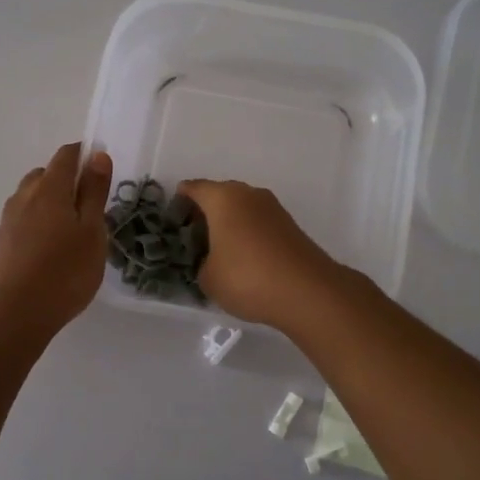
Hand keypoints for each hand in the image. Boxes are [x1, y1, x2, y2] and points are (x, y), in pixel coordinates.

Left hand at [0, 143, 113, 345]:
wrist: (14, 315)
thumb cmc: (65, 272)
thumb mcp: (92, 232)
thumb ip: (94, 193)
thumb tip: (98, 156)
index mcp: (49, 189)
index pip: (66, 155)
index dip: (84, 154)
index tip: (101, 170)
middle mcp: (23, 197)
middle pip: (45, 174)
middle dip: (66, 180)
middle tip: (89, 207)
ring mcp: (7, 221)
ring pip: (30, 198)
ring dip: (49, 202)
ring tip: (69, 231)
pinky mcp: (0, 244)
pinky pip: (22, 220)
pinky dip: (37, 223)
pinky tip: (48, 250)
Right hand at [176, 179, 342, 327]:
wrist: (307, 291)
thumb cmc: (247, 277)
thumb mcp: (208, 278)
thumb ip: (201, 264)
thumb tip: (212, 261)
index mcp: (223, 198)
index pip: (194, 188)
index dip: (180, 201)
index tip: (172, 218)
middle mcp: (248, 194)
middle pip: (219, 195)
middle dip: (205, 212)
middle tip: (193, 237)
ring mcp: (273, 208)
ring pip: (242, 208)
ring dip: (229, 223)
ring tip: (218, 250)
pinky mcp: (289, 225)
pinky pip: (258, 222)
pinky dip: (248, 233)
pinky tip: (243, 257)